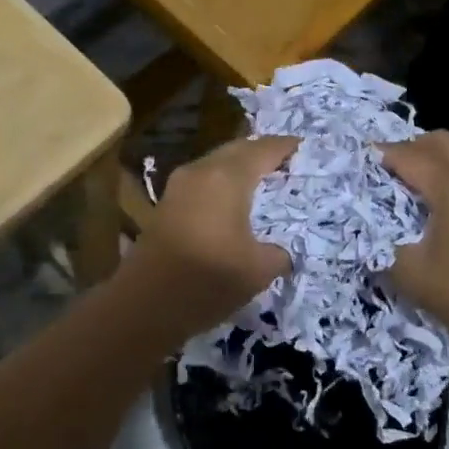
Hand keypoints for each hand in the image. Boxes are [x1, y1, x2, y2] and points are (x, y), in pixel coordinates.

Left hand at [132, 135, 297, 310]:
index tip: (303, 146)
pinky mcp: (167, 204)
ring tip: (262, 181)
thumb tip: (281, 253)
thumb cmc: (208, 278)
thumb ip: (278, 254)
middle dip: (261, 152)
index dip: (285, 146)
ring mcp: (179, 186)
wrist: (145, 303)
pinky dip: (222, 183)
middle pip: (237, 150)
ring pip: (216, 164)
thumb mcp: (258, 270)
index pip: (263, 150)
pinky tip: (233, 202)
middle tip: (285, 162)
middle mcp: (202, 171)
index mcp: (228, 177)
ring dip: (239, 167)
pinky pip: (203, 181)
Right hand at [380, 131, 448, 350]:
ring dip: (432, 160)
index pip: (407, 155)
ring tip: (410, 186)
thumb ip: (382, 244)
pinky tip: (440, 205)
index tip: (357, 162)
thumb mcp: (411, 274)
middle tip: (385, 171)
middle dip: (408, 148)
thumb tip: (369, 230)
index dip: (379, 155)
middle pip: (438, 141)